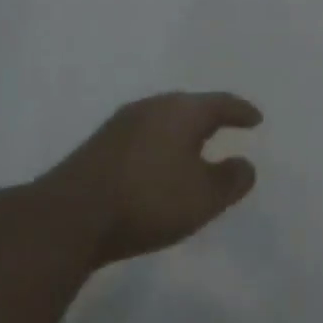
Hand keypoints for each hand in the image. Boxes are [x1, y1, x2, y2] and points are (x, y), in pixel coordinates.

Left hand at [29, 92, 262, 266]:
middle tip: (227, 126)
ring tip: (195, 146)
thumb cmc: (148, 200)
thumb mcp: (206, 196)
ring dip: (182, 132)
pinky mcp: (97, 147)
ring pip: (162, 120)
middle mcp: (151, 108)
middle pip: (189, 106)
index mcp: (181, 111)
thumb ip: (233, 179)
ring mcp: (119, 126)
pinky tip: (160, 164)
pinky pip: (142, 136)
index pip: (221, 103)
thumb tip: (244, 164)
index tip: (256, 119)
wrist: (66, 219)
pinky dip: (160, 145)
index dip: (241, 111)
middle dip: (210, 116)